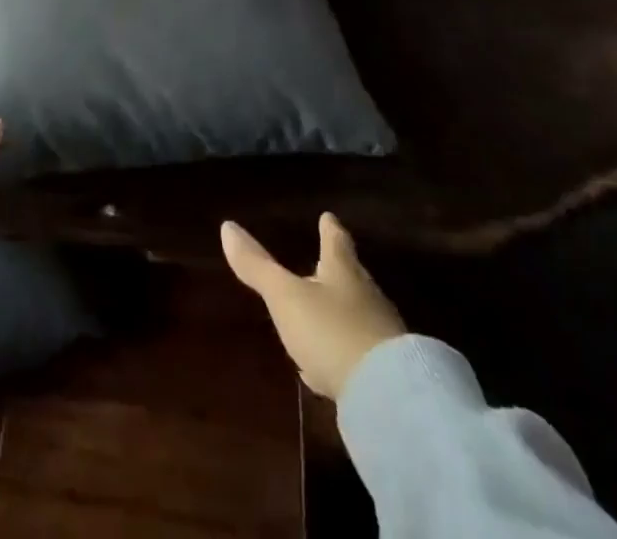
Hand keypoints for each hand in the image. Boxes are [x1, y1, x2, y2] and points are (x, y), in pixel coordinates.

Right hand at [222, 213, 406, 399]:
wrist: (389, 399)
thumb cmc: (331, 332)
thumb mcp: (286, 297)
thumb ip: (258, 266)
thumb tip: (227, 226)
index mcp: (343, 271)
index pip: (335, 241)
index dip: (330, 229)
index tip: (329, 217)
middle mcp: (366, 297)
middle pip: (351, 277)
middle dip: (336, 271)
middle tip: (324, 264)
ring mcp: (381, 337)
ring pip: (356, 316)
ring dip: (339, 314)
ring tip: (321, 316)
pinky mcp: (387, 376)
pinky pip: (360, 354)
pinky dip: (343, 353)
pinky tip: (329, 369)